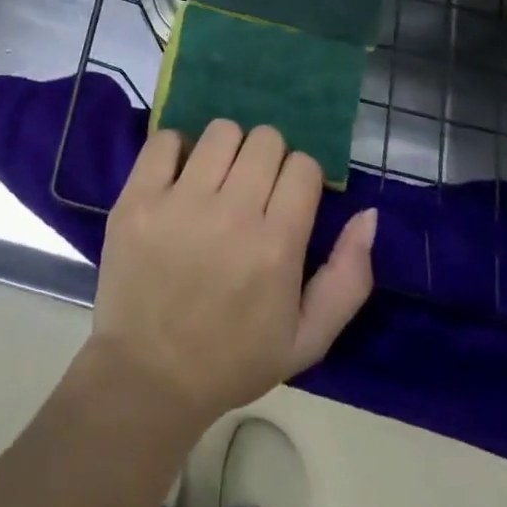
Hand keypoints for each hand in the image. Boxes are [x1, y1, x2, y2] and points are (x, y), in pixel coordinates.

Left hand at [91, 121, 375, 431]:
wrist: (148, 375)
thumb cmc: (233, 359)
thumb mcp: (308, 339)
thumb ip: (348, 277)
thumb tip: (368, 214)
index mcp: (276, 247)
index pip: (303, 166)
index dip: (300, 177)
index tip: (287, 197)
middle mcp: (231, 214)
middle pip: (265, 140)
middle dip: (267, 158)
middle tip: (252, 187)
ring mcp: (179, 201)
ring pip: (221, 131)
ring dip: (226, 149)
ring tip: (217, 179)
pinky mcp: (138, 196)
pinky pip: (165, 138)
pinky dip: (176, 149)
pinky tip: (179, 176)